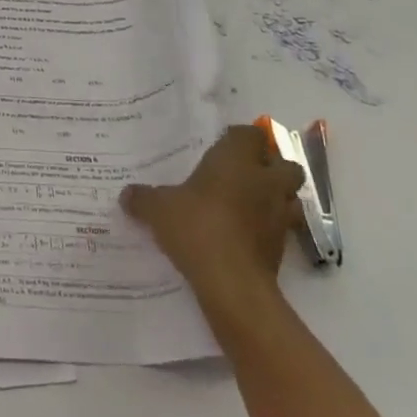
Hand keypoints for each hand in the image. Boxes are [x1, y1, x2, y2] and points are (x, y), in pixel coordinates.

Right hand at [121, 124, 304, 332]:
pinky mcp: (284, 247)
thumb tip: (126, 195)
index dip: (238, 139)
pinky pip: (281, 228)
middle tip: (242, 175)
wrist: (231, 283)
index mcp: (236, 160)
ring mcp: (279, 215)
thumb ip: (142, 198)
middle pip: (285, 163)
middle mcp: (264, 181)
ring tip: (247, 205)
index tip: (220, 147)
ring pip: (290, 196)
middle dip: (270, 167)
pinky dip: (268, 228)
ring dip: (275, 198)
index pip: (250, 134)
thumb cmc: (196, 227)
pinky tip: (244, 235)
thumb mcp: (157, 209)